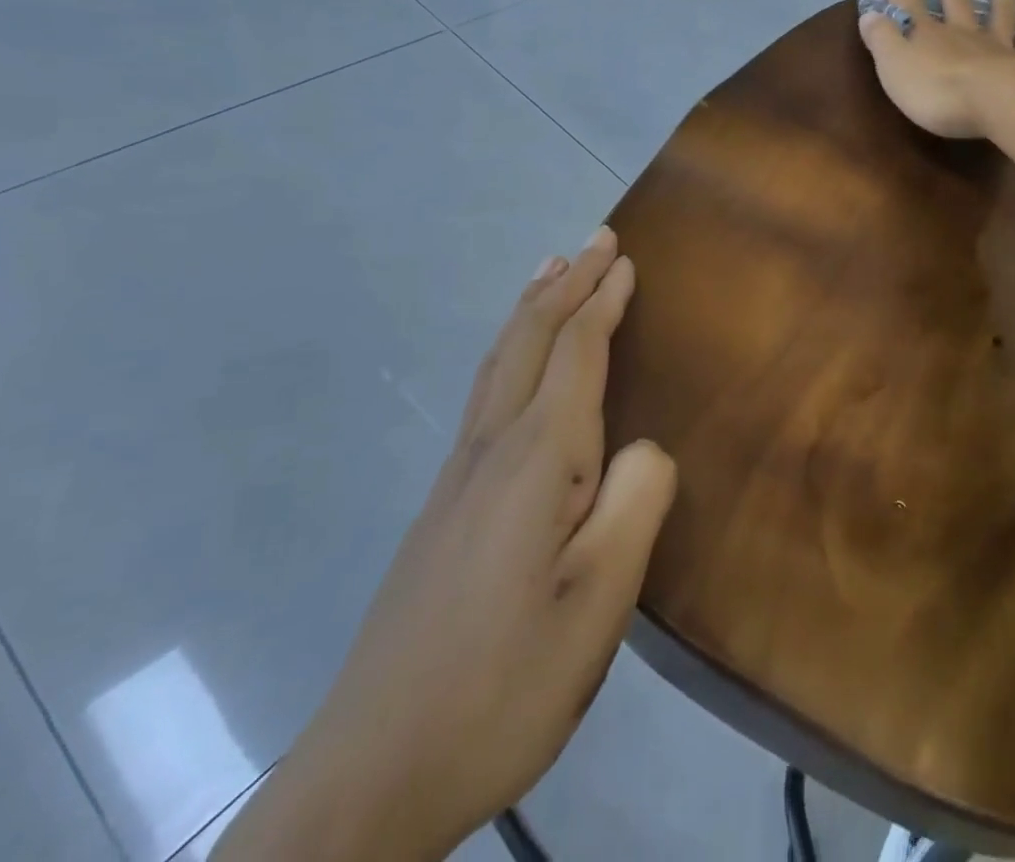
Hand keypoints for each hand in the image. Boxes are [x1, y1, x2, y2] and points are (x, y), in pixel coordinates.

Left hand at [213, 228, 676, 861]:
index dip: (603, 301)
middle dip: (566, 284)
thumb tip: (644, 445)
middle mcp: (491, 449)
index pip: (577, 353)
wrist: (370, 775)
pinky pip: (486, 394)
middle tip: (595, 240)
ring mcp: (457, 477)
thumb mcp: (600, 601)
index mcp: (537, 460)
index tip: (624, 258)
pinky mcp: (442, 508)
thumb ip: (636, 502)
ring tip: (549, 273)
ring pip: (500, 363)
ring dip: (531, 309)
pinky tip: (514, 365)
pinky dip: (511, 350)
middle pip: (531, 340)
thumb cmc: (505, 683)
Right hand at [858, 0, 1014, 139]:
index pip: (905, 3)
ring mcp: (999, 47)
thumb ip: (882, 39)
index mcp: (929, 36)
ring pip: (1000, 15)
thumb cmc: (937, 91)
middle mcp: (964, 34)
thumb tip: (870, 14)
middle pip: (955, 0)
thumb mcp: (894, 66)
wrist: (994, 104)